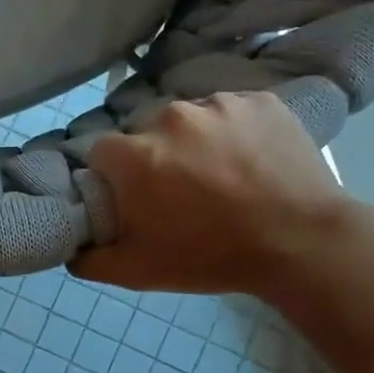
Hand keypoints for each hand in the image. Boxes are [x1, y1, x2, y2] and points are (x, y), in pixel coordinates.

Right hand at [72, 93, 361, 297]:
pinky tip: (251, 160)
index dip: (112, 175)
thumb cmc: (211, 257)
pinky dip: (234, 130)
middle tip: (179, 189)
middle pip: (145, 131)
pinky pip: (232, 110)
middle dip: (153, 155)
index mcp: (135, 154)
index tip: (132, 196)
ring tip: (222, 174)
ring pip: (190, 118)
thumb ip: (88, 259)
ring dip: (194, 140)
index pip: (101, 152)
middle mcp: (170, 117)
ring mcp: (219, 104)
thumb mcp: (137, 272)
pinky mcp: (260, 100)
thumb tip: (70, 246)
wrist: (303, 244)